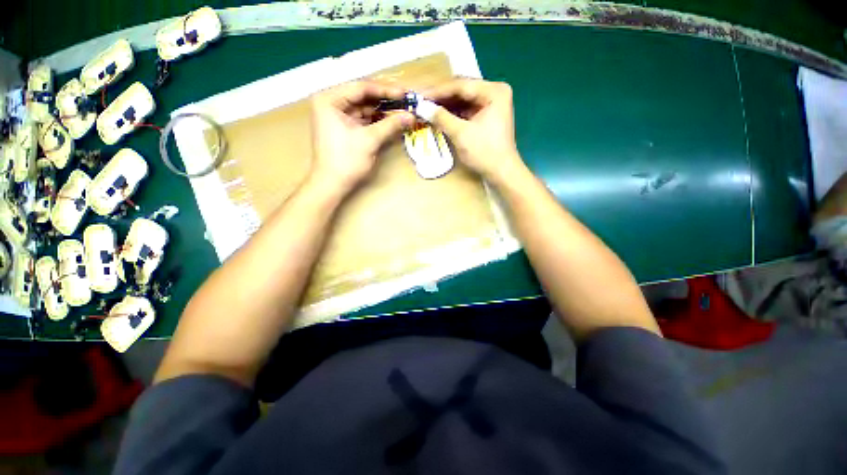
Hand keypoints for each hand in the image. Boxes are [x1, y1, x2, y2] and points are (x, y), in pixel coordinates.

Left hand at [310, 81, 414, 194]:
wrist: (332, 184)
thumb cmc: (346, 161)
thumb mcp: (369, 140)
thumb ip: (390, 125)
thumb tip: (411, 116)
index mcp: (330, 99)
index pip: (361, 87)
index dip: (385, 90)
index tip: (405, 93)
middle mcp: (331, 102)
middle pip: (363, 96)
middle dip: (385, 100)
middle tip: (406, 100)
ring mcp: (337, 115)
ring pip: (365, 108)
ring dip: (383, 110)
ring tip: (403, 110)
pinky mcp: (344, 127)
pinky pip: (364, 119)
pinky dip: (378, 120)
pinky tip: (392, 120)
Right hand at [423, 79, 523, 183]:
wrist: (501, 172)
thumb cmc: (484, 152)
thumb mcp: (461, 134)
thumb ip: (441, 117)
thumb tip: (421, 107)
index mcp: (493, 91)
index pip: (460, 85)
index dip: (438, 91)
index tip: (419, 95)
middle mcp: (495, 92)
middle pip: (462, 91)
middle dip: (441, 97)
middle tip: (421, 101)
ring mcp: (492, 104)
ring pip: (463, 100)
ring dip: (446, 106)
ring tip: (427, 108)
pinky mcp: (487, 116)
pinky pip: (466, 110)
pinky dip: (453, 114)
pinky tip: (439, 116)